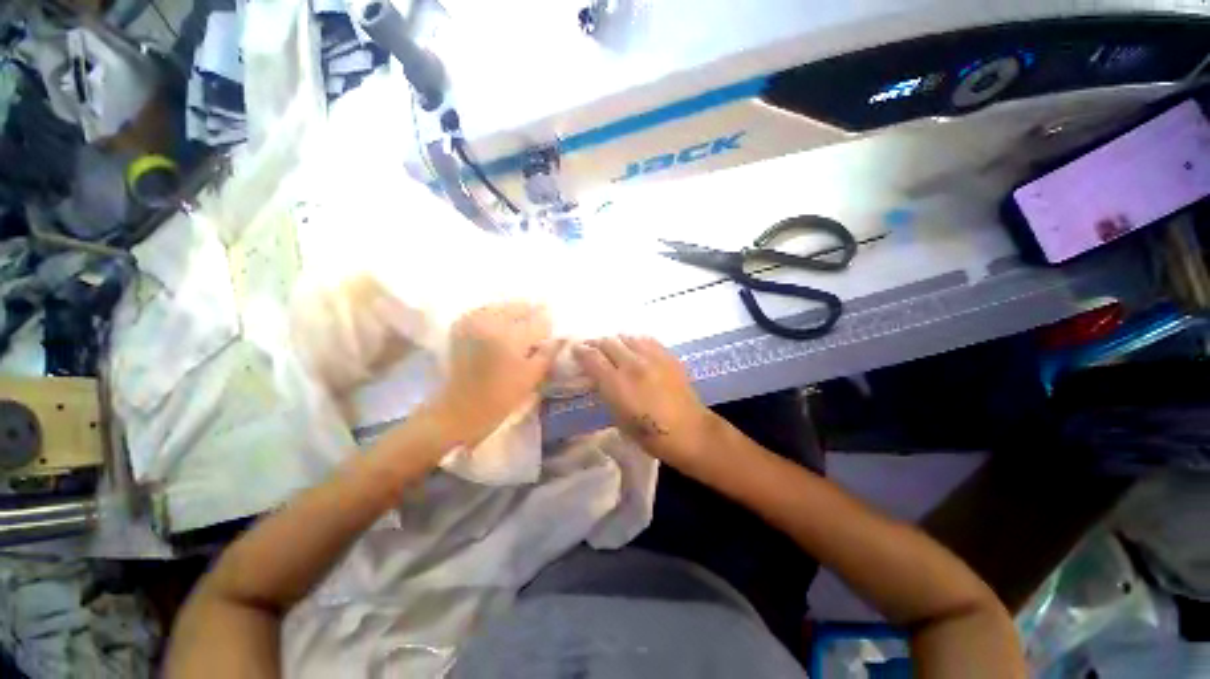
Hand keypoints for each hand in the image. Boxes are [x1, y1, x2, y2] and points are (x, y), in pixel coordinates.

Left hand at [433, 302, 560, 445]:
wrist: (462, 408)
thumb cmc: (503, 396)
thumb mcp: (532, 375)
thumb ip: (549, 352)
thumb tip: (563, 336)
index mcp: (511, 337)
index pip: (539, 321)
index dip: (548, 324)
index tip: (552, 330)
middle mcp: (491, 323)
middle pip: (519, 307)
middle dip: (532, 312)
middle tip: (539, 321)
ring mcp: (473, 322)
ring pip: (501, 305)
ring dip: (514, 311)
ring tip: (521, 322)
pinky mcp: (460, 326)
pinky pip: (484, 310)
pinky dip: (495, 313)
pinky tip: (501, 324)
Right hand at [573, 336, 717, 464]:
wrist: (688, 431)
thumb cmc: (649, 433)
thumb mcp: (618, 417)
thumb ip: (606, 391)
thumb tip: (599, 375)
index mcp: (617, 383)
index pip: (592, 357)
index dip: (581, 351)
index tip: (576, 350)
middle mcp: (633, 364)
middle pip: (608, 342)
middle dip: (597, 344)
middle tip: (594, 350)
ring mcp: (652, 357)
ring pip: (627, 337)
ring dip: (617, 342)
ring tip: (616, 349)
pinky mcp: (668, 356)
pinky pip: (646, 340)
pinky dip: (636, 342)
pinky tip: (636, 350)